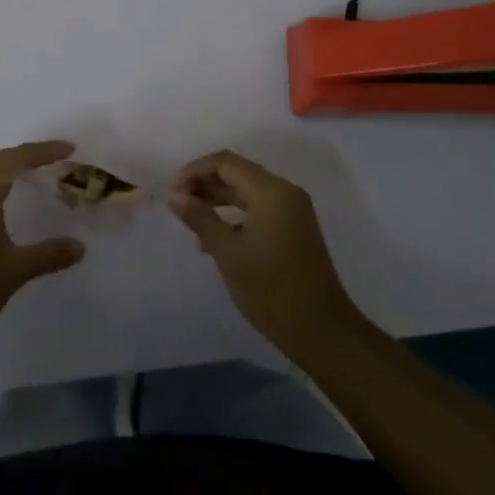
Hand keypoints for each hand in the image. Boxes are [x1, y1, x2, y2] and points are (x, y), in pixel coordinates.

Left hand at [0, 141, 85, 351]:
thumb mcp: (14, 270)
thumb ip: (48, 254)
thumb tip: (80, 247)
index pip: (17, 158)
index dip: (44, 151)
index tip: (69, 149)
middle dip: (27, 157)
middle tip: (54, 160)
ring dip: (8, 170)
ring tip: (32, 176)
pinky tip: (1, 203)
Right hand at [170, 150, 363, 356]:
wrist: (322, 331)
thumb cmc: (271, 290)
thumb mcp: (229, 253)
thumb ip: (200, 218)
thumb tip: (175, 196)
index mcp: (271, 191)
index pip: (226, 163)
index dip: (195, 171)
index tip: (172, 192)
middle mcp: (284, 191)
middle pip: (237, 172)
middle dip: (205, 182)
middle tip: (177, 202)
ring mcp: (292, 210)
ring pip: (247, 190)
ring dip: (218, 198)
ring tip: (190, 216)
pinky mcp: (294, 227)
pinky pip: (259, 207)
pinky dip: (235, 214)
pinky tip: (213, 236)